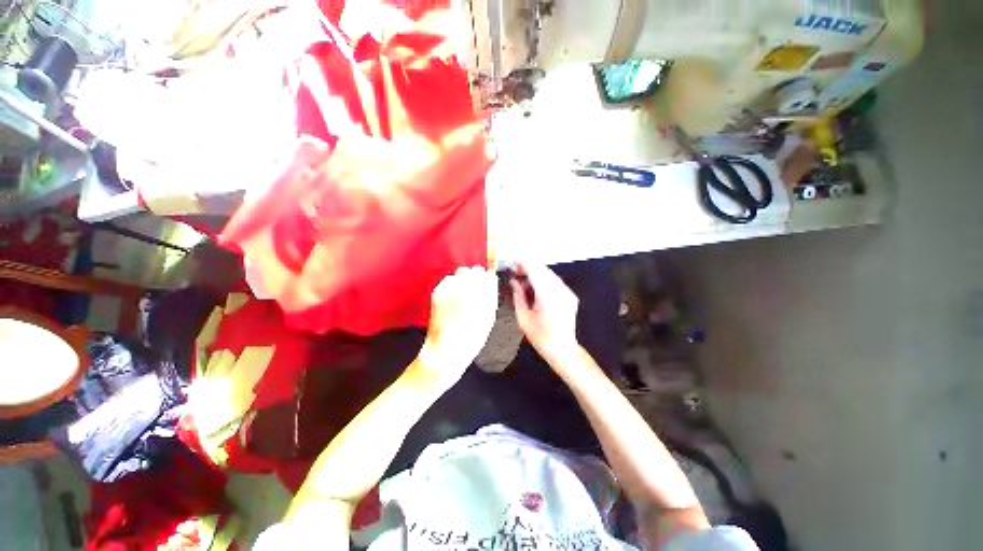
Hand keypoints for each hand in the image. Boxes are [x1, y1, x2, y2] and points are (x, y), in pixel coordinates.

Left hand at [413, 266, 498, 387]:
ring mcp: (448, 289)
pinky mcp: (437, 292)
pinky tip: (453, 297)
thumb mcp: (488, 318)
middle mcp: (464, 288)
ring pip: (460, 273)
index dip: (488, 279)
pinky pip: (448, 280)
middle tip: (476, 287)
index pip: (487, 276)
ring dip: (464, 279)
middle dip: (476, 276)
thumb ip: (490, 296)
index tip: (488, 282)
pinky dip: (452, 284)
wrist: (445, 350)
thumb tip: (491, 279)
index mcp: (479, 295)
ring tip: (464, 293)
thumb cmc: (471, 338)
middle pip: (472, 270)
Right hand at [510, 263, 579, 364]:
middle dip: (529, 268)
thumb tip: (514, 281)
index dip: (524, 263)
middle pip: (544, 271)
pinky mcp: (570, 296)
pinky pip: (555, 282)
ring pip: (549, 275)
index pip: (536, 272)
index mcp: (548, 296)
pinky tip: (535, 289)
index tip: (514, 262)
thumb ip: (518, 295)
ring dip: (536, 274)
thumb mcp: (523, 317)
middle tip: (517, 273)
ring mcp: (567, 293)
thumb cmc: (540, 337)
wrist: (562, 349)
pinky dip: (544, 281)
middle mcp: (560, 291)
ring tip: (524, 283)